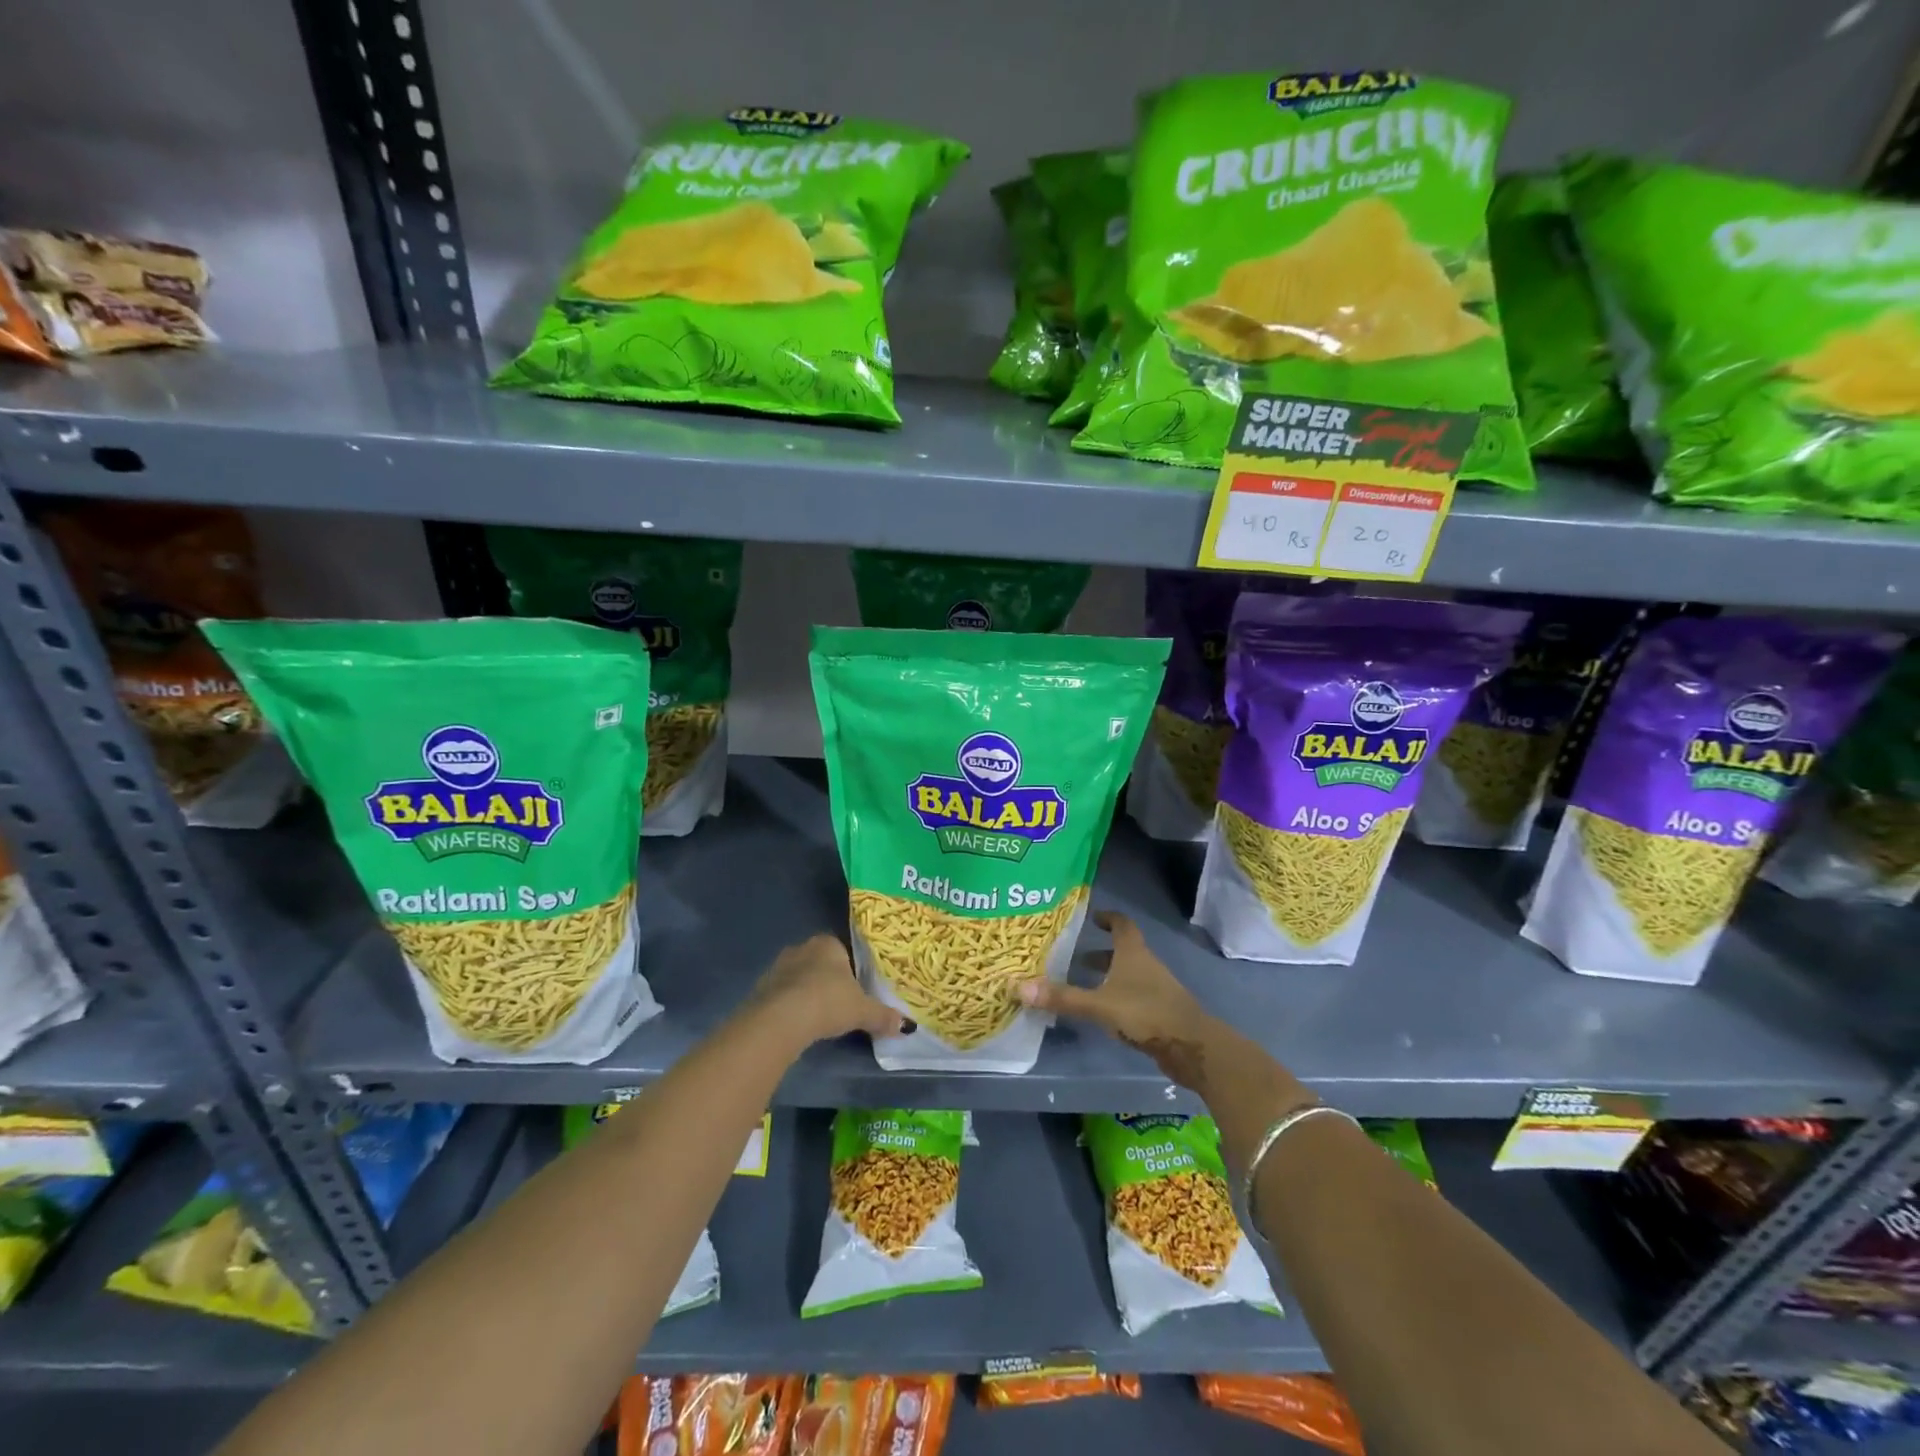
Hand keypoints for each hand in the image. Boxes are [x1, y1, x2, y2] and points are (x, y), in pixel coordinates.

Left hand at [748, 934, 912, 1045]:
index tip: (856, 989)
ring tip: (818, 1016)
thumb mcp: (862, 1011)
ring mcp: (778, 966)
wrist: (781, 1019)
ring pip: (799, 978)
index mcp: (828, 943)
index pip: (843, 950)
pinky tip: (798, 1023)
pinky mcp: (761, 988)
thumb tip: (906, 1026)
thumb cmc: (828, 1002)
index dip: (851, 970)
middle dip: (828, 980)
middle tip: (840, 1003)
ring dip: (807, 993)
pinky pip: (782, 994)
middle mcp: (802, 948)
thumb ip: (883, 1016)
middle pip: (820, 963)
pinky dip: (790, 1006)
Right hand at [1018, 910, 1219, 1088]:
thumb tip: (1020, 988)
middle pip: (1124, 951)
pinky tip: (1104, 1013)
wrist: (1192, 1047)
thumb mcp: (1100, 1006)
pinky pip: (1134, 996)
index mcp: (1134, 953)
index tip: (1092, 917)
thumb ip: (1063, 997)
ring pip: (1129, 975)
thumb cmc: (1146, 1013)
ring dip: (1109, 976)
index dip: (1108, 918)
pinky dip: (1117, 997)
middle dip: (1101, 952)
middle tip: (1075, 955)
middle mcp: (1146, 965)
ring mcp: (1156, 989)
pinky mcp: (1160, 1012)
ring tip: (1084, 984)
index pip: (1122, 924)